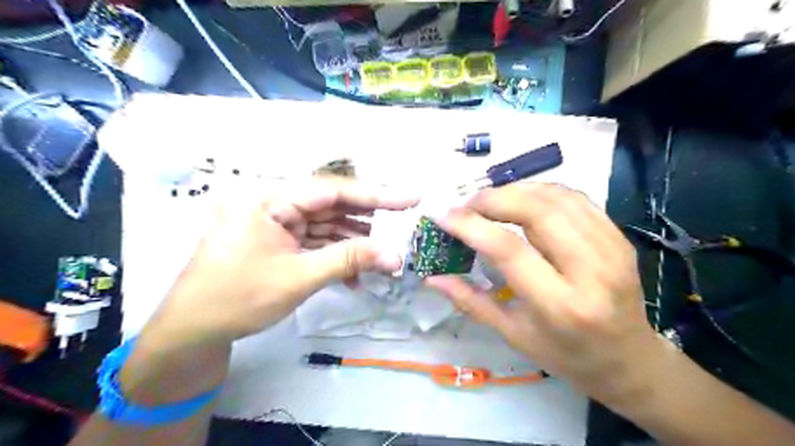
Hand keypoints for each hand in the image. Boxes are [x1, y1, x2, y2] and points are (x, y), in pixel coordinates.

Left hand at [145, 180, 418, 345]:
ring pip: (326, 223)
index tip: (410, 198)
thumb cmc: (238, 298)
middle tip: (402, 225)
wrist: (193, 330)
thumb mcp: (299, 278)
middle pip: (332, 205)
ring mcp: (275, 221)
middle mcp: (273, 202)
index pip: (333, 191)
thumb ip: (349, 260)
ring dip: (353, 240)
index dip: (376, 195)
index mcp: (269, 199)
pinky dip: (336, 253)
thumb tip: (395, 256)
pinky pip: (315, 239)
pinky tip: (355, 272)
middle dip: (367, 219)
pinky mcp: (278, 238)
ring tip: (382, 254)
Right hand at [426, 183, 662, 405]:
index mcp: (561, 306)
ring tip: (488, 200)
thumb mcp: (513, 335)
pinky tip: (521, 199)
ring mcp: (612, 249)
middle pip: (538, 212)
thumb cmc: (566, 355)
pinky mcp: (619, 237)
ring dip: (516, 190)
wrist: (629, 360)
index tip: (443, 215)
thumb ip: (471, 302)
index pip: (510, 250)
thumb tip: (432, 278)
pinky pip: (576, 199)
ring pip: (557, 198)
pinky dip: (542, 191)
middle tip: (465, 203)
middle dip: (494, 199)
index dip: (472, 226)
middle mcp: (592, 272)